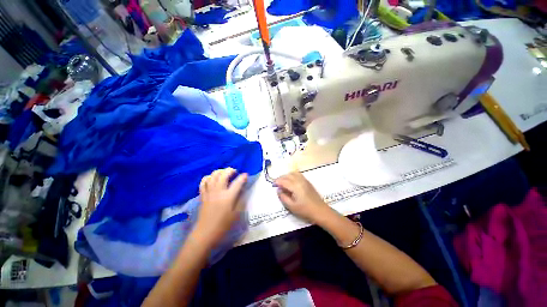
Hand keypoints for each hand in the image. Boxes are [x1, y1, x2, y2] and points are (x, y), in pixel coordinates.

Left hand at [193, 168, 247, 247]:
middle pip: (223, 175)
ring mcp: (209, 192)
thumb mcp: (236, 214)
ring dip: (219, 171)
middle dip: (230, 170)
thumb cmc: (223, 225)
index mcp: (228, 197)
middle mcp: (218, 191)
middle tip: (235, 172)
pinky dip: (208, 177)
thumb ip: (240, 200)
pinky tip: (212, 178)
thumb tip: (243, 190)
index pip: (237, 182)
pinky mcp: (202, 195)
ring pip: (213, 176)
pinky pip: (203, 182)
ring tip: (224, 173)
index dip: (243, 177)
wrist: (205, 233)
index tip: (246, 175)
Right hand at [274, 172, 329, 223]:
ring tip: (283, 181)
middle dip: (281, 178)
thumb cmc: (305, 210)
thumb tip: (278, 190)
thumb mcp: (291, 206)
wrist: (320, 211)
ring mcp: (304, 180)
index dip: (277, 181)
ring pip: (293, 173)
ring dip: (287, 176)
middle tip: (276, 183)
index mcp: (295, 186)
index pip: (284, 181)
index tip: (272, 184)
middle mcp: (300, 180)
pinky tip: (291, 181)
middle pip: (288, 175)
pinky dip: (292, 175)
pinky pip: (298, 174)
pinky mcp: (308, 182)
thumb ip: (283, 197)